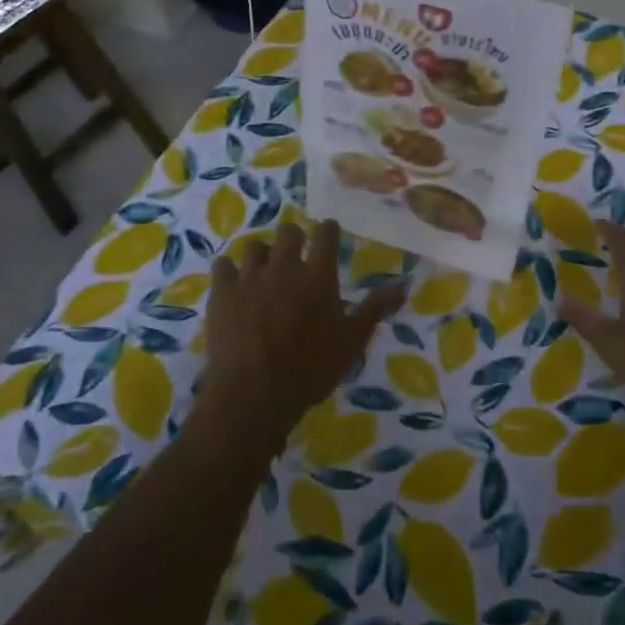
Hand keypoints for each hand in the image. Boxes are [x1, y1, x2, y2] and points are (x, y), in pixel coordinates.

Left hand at [198, 220, 404, 449]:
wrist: (254, 395)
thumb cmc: (310, 370)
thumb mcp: (351, 342)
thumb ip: (374, 309)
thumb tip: (402, 286)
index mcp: (319, 275)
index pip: (326, 234)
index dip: (328, 230)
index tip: (328, 233)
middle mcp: (285, 267)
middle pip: (289, 231)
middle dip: (294, 238)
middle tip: (296, 255)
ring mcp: (250, 277)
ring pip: (255, 246)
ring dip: (263, 255)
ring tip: (264, 271)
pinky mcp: (222, 292)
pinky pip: (223, 265)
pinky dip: (230, 271)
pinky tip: (234, 283)